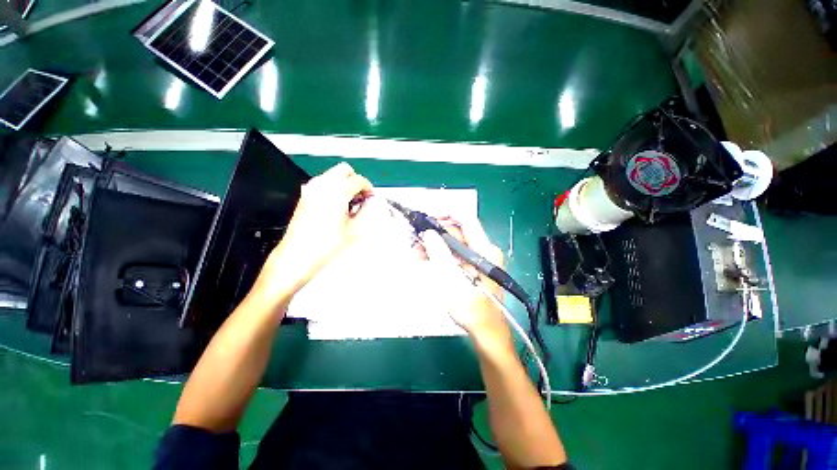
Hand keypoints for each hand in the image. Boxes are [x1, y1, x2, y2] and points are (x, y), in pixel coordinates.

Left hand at [255, 163, 372, 297]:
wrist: (298, 254)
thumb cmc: (326, 244)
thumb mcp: (354, 229)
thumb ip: (365, 212)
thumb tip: (369, 203)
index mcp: (338, 190)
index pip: (359, 180)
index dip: (368, 188)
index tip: (371, 198)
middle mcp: (323, 184)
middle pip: (344, 170)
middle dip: (356, 180)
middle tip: (361, 196)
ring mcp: (311, 189)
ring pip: (332, 175)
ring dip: (344, 183)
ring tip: (350, 203)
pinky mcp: (305, 196)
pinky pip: (323, 184)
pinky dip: (333, 189)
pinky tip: (337, 206)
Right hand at [420, 218, 512, 349]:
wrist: (484, 332)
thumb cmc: (471, 308)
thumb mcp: (451, 279)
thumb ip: (439, 254)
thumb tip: (428, 233)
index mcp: (484, 250)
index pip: (465, 220)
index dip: (446, 214)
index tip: (426, 218)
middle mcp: (482, 250)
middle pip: (456, 232)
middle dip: (435, 233)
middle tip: (416, 237)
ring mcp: (476, 259)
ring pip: (452, 244)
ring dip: (434, 245)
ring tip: (416, 250)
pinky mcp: (470, 267)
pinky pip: (452, 255)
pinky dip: (439, 255)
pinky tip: (424, 258)